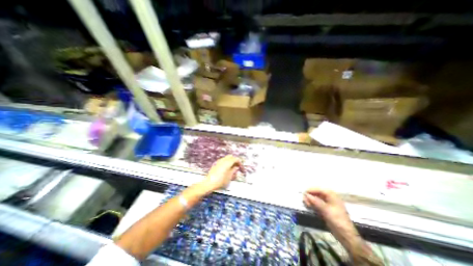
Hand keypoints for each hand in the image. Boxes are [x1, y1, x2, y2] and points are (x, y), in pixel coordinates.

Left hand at [200, 155, 240, 191]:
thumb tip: (236, 167)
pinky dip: (226, 164)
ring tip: (232, 171)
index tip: (242, 170)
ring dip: (230, 163)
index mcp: (228, 162)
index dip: (240, 164)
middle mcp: (223, 160)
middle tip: (237, 168)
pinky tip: (226, 171)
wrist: (209, 184)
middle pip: (231, 157)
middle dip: (235, 161)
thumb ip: (234, 171)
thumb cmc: (221, 181)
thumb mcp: (229, 177)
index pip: (236, 159)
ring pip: (227, 159)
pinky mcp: (215, 164)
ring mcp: (218, 162)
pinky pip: (223, 161)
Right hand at [305, 189, 360, 248]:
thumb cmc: (337, 220)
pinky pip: (316, 202)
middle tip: (305, 201)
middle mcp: (329, 196)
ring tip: (306, 204)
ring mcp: (327, 202)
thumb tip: (306, 194)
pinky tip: (309, 206)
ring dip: (310, 199)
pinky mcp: (325, 208)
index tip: (303, 194)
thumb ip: (315, 201)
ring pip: (315, 197)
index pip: (318, 189)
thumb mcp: (326, 210)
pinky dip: (312, 203)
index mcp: (331, 195)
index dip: (310, 190)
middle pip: (316, 192)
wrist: (345, 235)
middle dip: (310, 195)